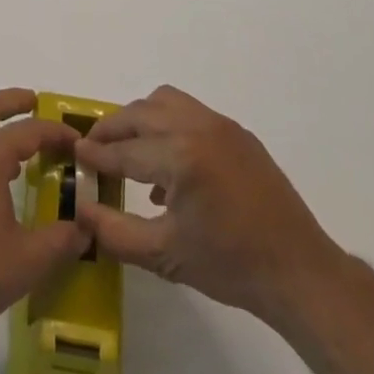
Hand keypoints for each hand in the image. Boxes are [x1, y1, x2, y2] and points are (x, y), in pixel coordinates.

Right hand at [74, 85, 342, 324]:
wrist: (298, 272)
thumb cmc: (230, 266)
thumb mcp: (165, 255)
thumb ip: (115, 232)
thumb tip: (81, 209)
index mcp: (180, 156)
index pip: (125, 150)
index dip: (97, 154)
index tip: (75, 154)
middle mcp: (197, 127)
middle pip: (140, 114)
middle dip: (113, 128)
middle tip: (94, 147)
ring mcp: (220, 125)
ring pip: (164, 101)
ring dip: (141, 118)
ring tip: (129, 147)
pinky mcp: (237, 131)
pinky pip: (190, 112)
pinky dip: (168, 124)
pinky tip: (168, 165)